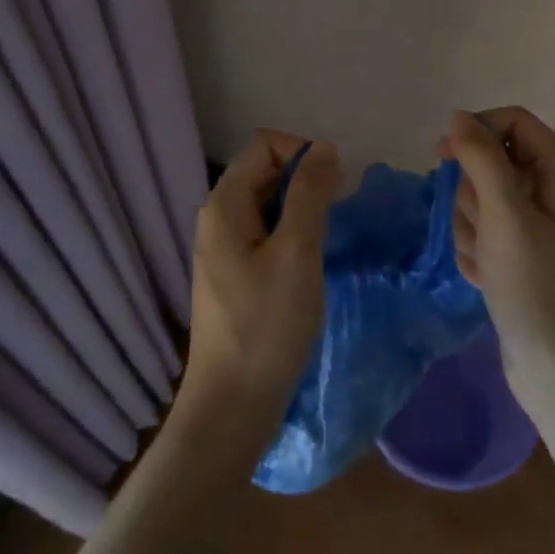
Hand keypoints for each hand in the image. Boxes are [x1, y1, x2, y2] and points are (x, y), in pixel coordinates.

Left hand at [179, 131, 341, 440]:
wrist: (231, 409)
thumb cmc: (266, 326)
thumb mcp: (297, 253)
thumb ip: (310, 194)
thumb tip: (324, 148)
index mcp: (225, 203)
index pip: (266, 144)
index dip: (303, 153)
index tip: (334, 189)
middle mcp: (218, 217)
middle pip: (266, 170)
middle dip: (305, 181)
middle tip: (336, 217)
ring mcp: (224, 247)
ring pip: (269, 203)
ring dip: (302, 210)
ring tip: (326, 241)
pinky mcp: (235, 274)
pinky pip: (267, 232)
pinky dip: (292, 235)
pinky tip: (310, 264)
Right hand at [442, 108, 554, 428]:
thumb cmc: (535, 288)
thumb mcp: (505, 216)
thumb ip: (482, 159)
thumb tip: (458, 117)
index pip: (512, 120)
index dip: (475, 131)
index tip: (442, 156)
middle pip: (492, 159)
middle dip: (473, 193)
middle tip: (482, 228)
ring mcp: (538, 222)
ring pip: (481, 195)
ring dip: (471, 225)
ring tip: (486, 261)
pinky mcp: (522, 250)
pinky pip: (484, 227)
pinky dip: (477, 248)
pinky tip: (487, 277)